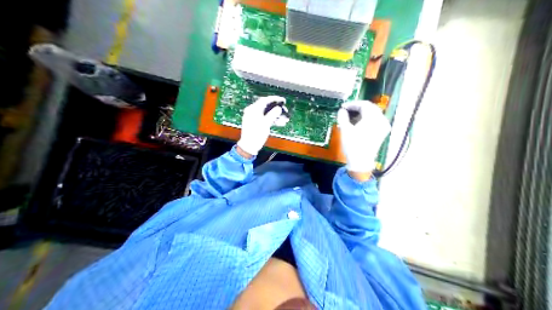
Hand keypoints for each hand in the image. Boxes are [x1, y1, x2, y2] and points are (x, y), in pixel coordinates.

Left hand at [236, 94, 285, 157]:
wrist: (249, 146)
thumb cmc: (256, 134)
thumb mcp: (265, 123)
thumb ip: (272, 114)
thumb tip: (278, 108)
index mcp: (253, 109)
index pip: (264, 100)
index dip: (275, 99)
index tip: (283, 100)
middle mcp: (253, 111)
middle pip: (267, 107)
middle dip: (277, 109)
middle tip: (286, 111)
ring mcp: (255, 118)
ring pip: (268, 114)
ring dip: (277, 116)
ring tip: (286, 120)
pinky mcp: (257, 124)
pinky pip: (266, 119)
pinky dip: (273, 120)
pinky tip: (281, 123)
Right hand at [337, 102, 391, 173]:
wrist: (361, 162)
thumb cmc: (353, 145)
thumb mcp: (345, 129)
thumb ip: (343, 116)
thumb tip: (342, 110)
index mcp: (373, 117)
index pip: (363, 104)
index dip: (352, 104)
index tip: (343, 107)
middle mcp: (381, 119)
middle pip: (370, 108)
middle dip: (357, 108)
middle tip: (346, 110)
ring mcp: (384, 126)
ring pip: (373, 114)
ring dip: (362, 113)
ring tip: (351, 117)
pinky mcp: (383, 132)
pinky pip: (375, 120)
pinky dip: (367, 119)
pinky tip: (358, 123)